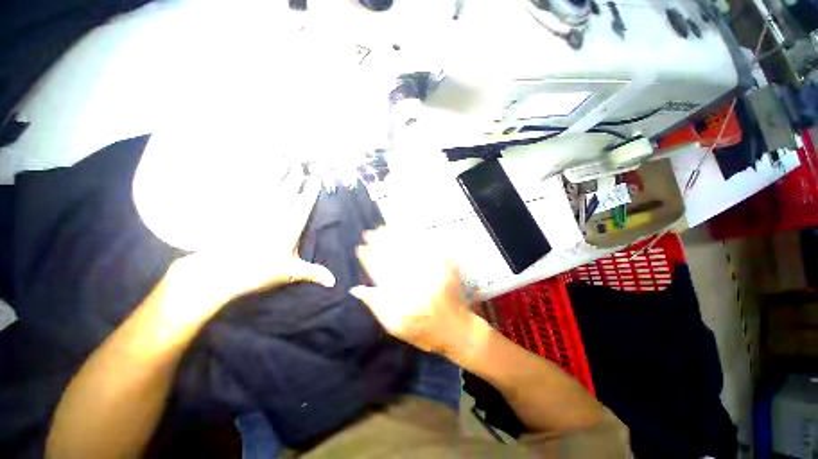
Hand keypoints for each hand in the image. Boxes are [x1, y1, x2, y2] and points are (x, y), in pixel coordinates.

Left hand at [162, 177, 335, 325]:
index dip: (310, 191)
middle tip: (299, 164)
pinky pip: (245, 187)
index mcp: (289, 228)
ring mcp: (253, 209)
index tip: (315, 180)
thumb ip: (314, 272)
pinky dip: (250, 175)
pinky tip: (253, 166)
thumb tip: (334, 282)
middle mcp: (273, 215)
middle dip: (294, 176)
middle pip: (286, 190)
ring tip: (282, 158)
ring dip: (276, 170)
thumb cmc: (258, 273)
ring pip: (268, 185)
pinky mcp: (235, 209)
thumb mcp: (290, 273)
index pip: (303, 205)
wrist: (219, 273)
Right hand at [350, 227, 473, 354]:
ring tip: (384, 228)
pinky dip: (418, 238)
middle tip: (370, 233)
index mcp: (402, 301)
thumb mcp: (395, 327)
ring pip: (412, 250)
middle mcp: (418, 285)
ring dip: (396, 237)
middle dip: (380, 243)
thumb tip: (356, 289)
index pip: (381, 273)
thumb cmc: (423, 332)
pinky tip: (408, 231)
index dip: (369, 258)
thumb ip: (376, 306)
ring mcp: (435, 274)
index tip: (360, 248)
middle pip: (395, 258)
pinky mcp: (448, 268)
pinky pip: (431, 249)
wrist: (457, 330)